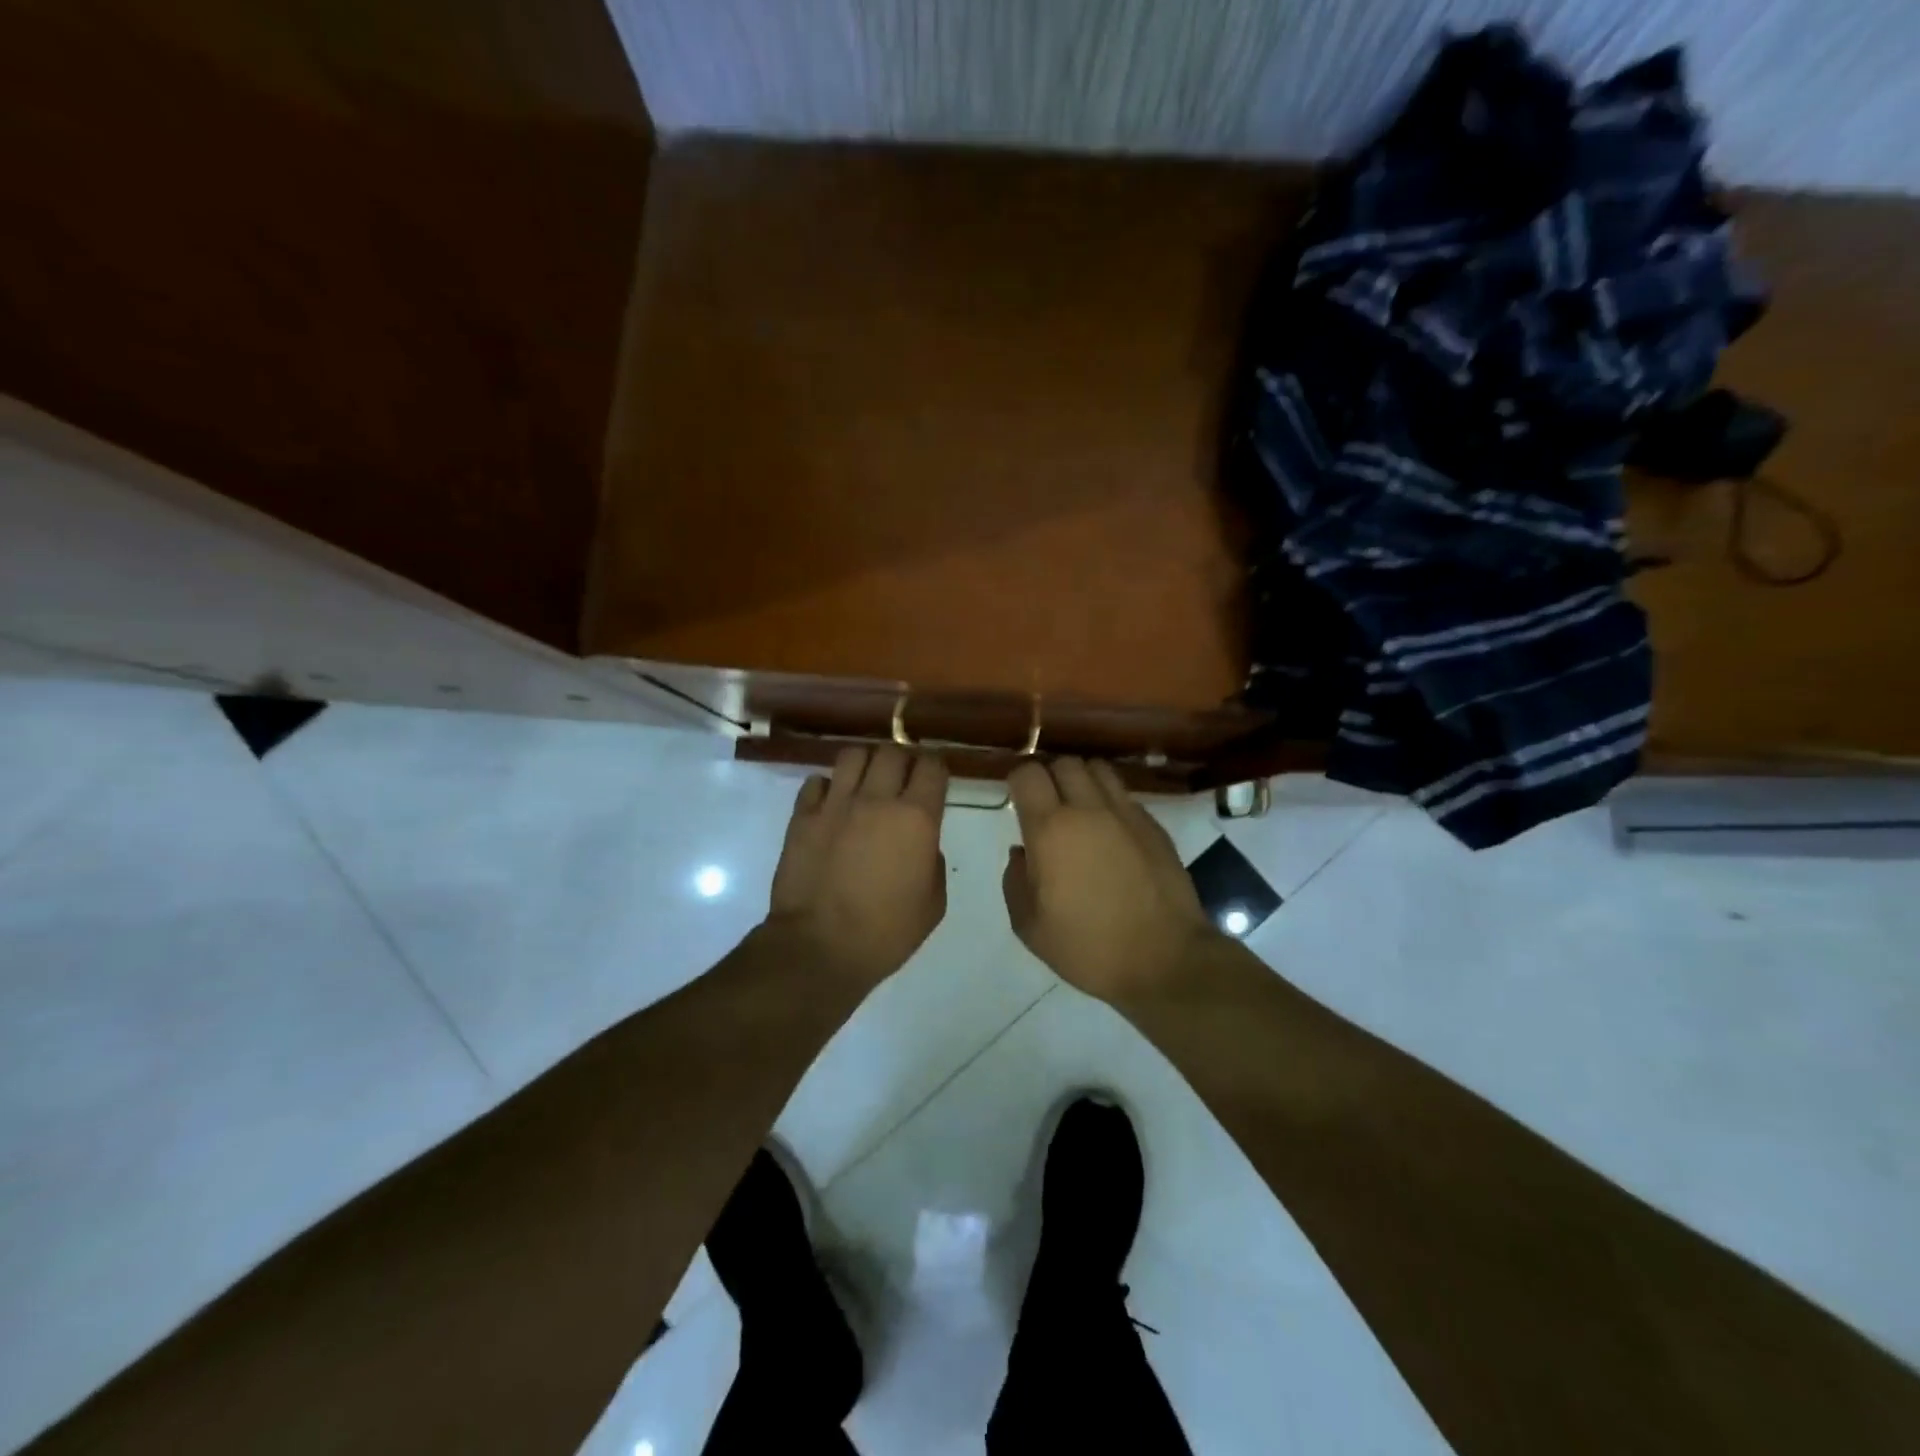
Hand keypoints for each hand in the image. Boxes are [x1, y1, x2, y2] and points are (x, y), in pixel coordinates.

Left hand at [766, 744, 949, 988]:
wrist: (819, 948)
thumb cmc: (886, 933)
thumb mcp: (933, 903)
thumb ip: (932, 861)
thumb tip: (921, 843)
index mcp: (917, 818)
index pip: (932, 766)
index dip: (935, 768)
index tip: (934, 779)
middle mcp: (877, 799)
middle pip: (892, 752)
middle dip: (902, 761)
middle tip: (901, 781)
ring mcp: (835, 804)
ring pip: (853, 755)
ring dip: (865, 764)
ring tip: (865, 784)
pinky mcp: (803, 816)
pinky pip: (817, 782)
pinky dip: (827, 787)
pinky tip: (832, 805)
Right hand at [1002, 757, 1222, 1002]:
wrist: (1164, 960)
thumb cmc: (1088, 947)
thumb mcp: (1030, 927)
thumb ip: (1015, 882)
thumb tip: (1021, 852)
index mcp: (1051, 830)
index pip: (1028, 774)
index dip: (1018, 782)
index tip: (1017, 802)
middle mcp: (1088, 810)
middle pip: (1064, 762)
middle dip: (1050, 777)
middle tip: (1047, 806)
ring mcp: (1126, 814)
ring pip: (1099, 769)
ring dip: (1083, 781)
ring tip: (1080, 809)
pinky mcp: (1154, 825)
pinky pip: (1125, 796)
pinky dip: (1111, 802)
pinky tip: (1112, 833)